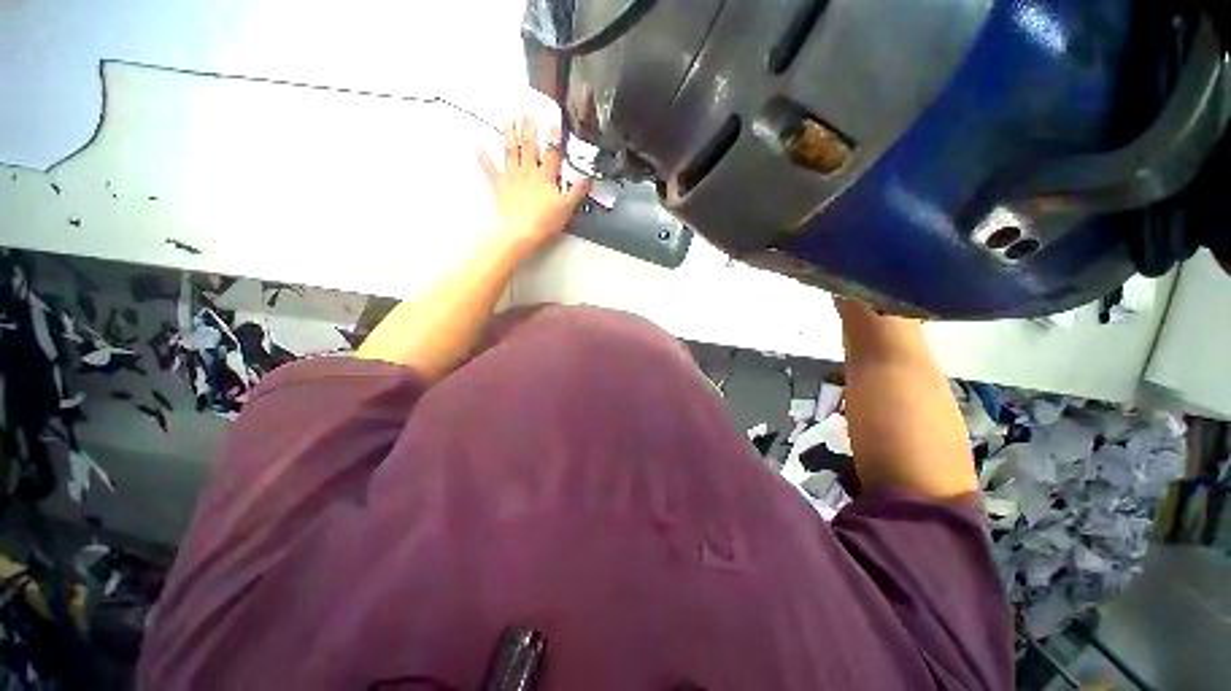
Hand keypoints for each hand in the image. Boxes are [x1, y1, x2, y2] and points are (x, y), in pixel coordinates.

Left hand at [478, 115, 591, 256]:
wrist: (520, 232)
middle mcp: (528, 172)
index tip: (554, 120)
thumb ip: (576, 192)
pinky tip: (477, 145)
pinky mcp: (499, 186)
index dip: (554, 137)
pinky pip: (490, 170)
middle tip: (527, 109)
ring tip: (508, 118)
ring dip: (509, 134)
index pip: (552, 153)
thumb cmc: (545, 221)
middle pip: (530, 147)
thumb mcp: (566, 208)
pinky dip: (483, 158)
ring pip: (511, 152)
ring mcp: (512, 177)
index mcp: (546, 177)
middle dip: (529, 127)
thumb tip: (587, 177)